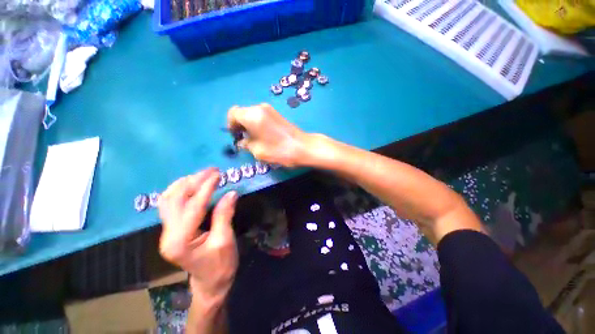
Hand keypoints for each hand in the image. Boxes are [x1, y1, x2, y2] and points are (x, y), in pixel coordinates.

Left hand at [158, 168, 238, 306]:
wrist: (210, 282)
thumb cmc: (220, 264)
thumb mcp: (225, 241)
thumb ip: (224, 215)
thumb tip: (231, 193)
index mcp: (180, 242)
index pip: (193, 207)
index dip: (206, 188)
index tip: (218, 174)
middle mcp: (167, 235)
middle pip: (175, 200)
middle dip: (194, 181)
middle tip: (212, 171)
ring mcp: (166, 232)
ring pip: (168, 200)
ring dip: (184, 183)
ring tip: (202, 175)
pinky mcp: (171, 229)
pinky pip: (170, 204)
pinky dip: (180, 190)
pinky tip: (191, 184)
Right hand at [227, 104, 313, 167]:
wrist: (303, 147)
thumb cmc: (279, 150)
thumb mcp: (258, 151)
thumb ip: (246, 144)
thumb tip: (242, 141)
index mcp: (252, 115)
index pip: (233, 113)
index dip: (231, 125)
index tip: (235, 136)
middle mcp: (260, 108)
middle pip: (242, 112)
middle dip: (240, 125)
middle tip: (244, 139)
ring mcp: (270, 109)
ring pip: (252, 114)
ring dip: (249, 124)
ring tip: (254, 138)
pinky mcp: (277, 113)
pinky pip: (261, 116)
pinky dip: (257, 123)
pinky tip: (263, 135)